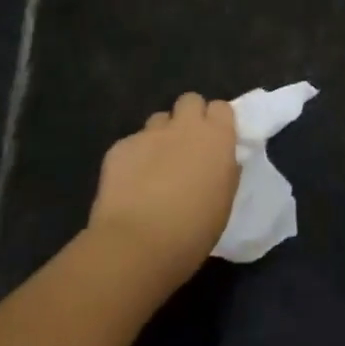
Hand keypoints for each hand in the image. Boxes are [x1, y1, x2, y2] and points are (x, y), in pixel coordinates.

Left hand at [88, 93, 239, 285]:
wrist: (136, 245)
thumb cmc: (192, 231)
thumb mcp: (223, 202)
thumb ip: (224, 171)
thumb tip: (220, 161)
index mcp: (216, 138)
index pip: (221, 107)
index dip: (217, 122)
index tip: (215, 142)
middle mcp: (184, 126)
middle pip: (189, 100)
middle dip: (189, 117)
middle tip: (187, 147)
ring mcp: (149, 134)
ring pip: (159, 120)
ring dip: (161, 136)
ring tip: (156, 167)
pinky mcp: (120, 147)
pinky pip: (132, 143)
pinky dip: (134, 158)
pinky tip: (130, 185)